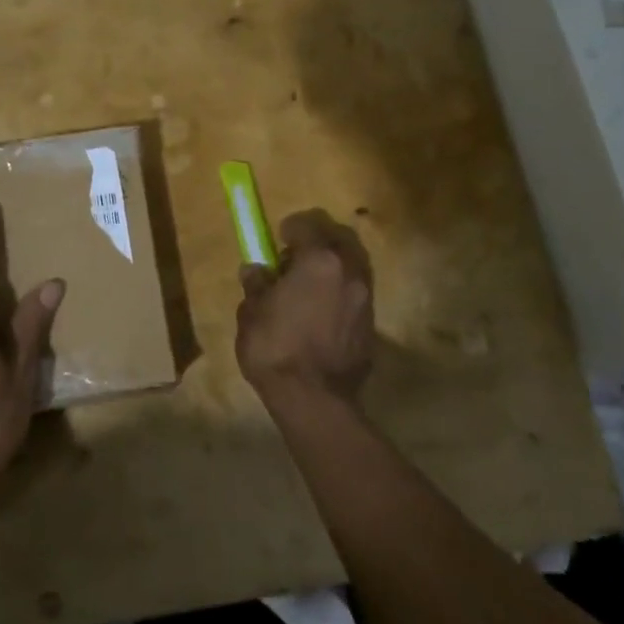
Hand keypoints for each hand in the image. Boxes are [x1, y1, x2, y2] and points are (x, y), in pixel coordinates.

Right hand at [236, 209, 375, 407]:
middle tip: (296, 258)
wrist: (313, 399)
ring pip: (353, 265)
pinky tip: (322, 312)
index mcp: (319, 260)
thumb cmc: (275, 348)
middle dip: (319, 240)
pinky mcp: (372, 325)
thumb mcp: (252, 312)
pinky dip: (341, 292)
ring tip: (309, 286)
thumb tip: (257, 271)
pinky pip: (356, 294)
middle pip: (340, 238)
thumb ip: (257, 285)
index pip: (308, 224)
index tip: (278, 238)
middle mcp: (349, 272)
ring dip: (333, 267)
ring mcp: (365, 298)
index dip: (291, 228)